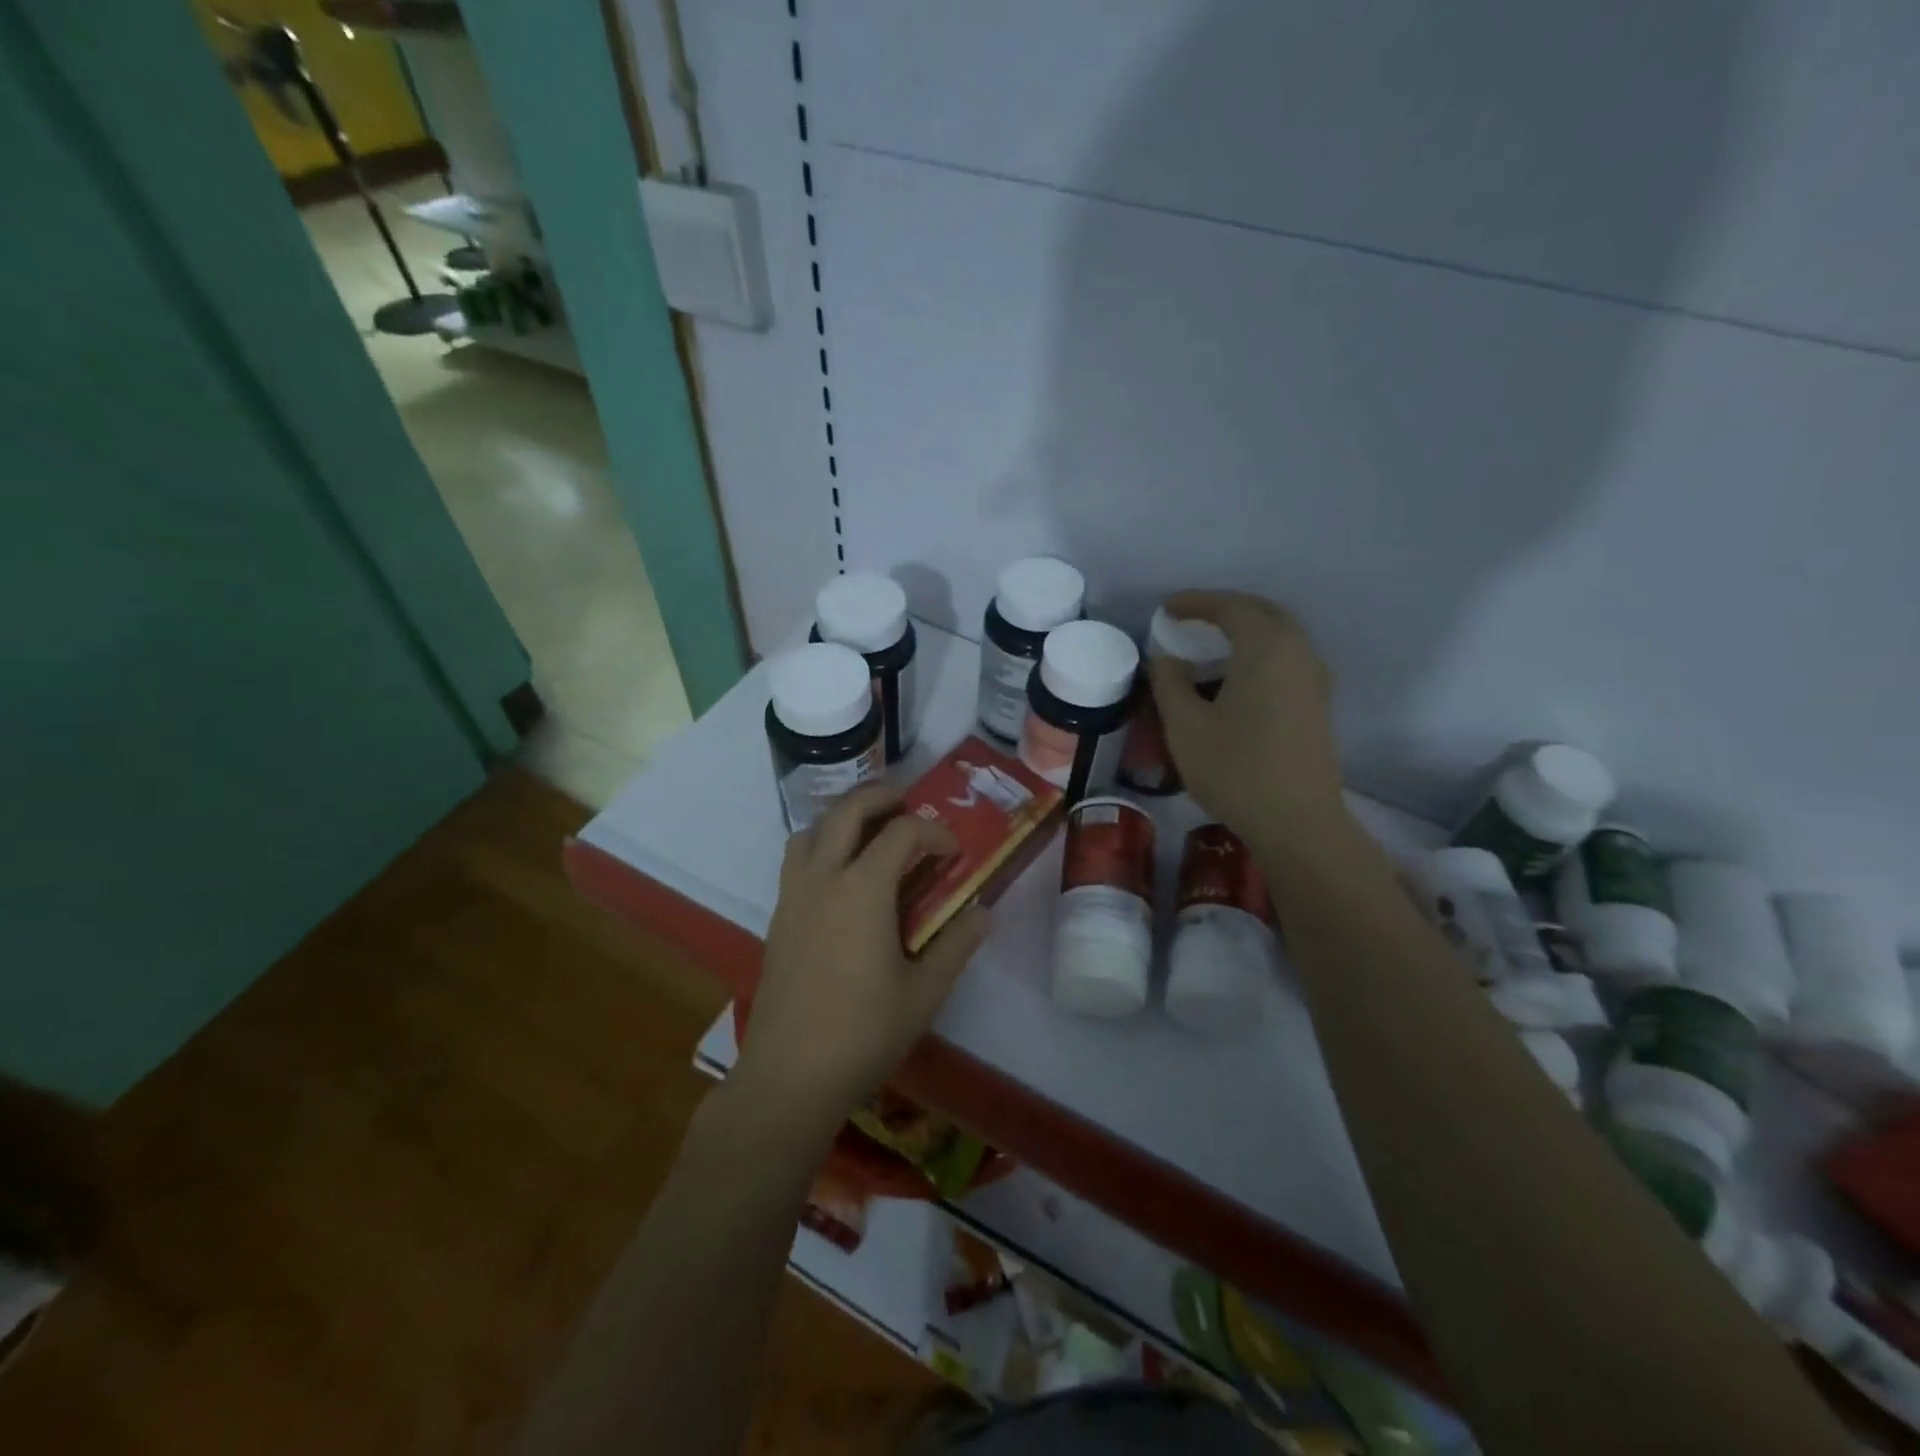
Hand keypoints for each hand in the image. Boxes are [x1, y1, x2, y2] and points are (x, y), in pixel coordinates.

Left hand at [733, 784, 990, 1133]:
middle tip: (908, 805)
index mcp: (862, 889)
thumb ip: (956, 945)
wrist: (790, 1074)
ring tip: (871, 834)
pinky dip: (821, 845)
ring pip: (812, 829)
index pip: (902, 833)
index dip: (933, 832)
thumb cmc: (863, 1032)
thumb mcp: (924, 992)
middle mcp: (823, 878)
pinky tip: (842, 880)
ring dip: (843, 818)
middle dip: (881, 797)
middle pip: (848, 810)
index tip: (952, 851)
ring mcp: (793, 896)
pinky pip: (797, 859)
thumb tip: (982, 913)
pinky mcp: (778, 917)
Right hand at [1150, 590, 1352, 863]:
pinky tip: (1237, 676)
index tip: (1167, 608)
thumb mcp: (1185, 725)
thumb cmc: (1235, 769)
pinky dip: (1260, 651)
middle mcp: (1298, 652)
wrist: (1297, 821)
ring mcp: (1314, 678)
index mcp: (1266, 648)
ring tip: (1211, 644)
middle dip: (1225, 609)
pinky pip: (1288, 657)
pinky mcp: (1317, 703)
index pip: (1231, 607)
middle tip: (1191, 618)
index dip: (1196, 602)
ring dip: (1246, 630)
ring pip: (1280, 635)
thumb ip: (1170, 682)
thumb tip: (1166, 657)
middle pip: (1262, 612)